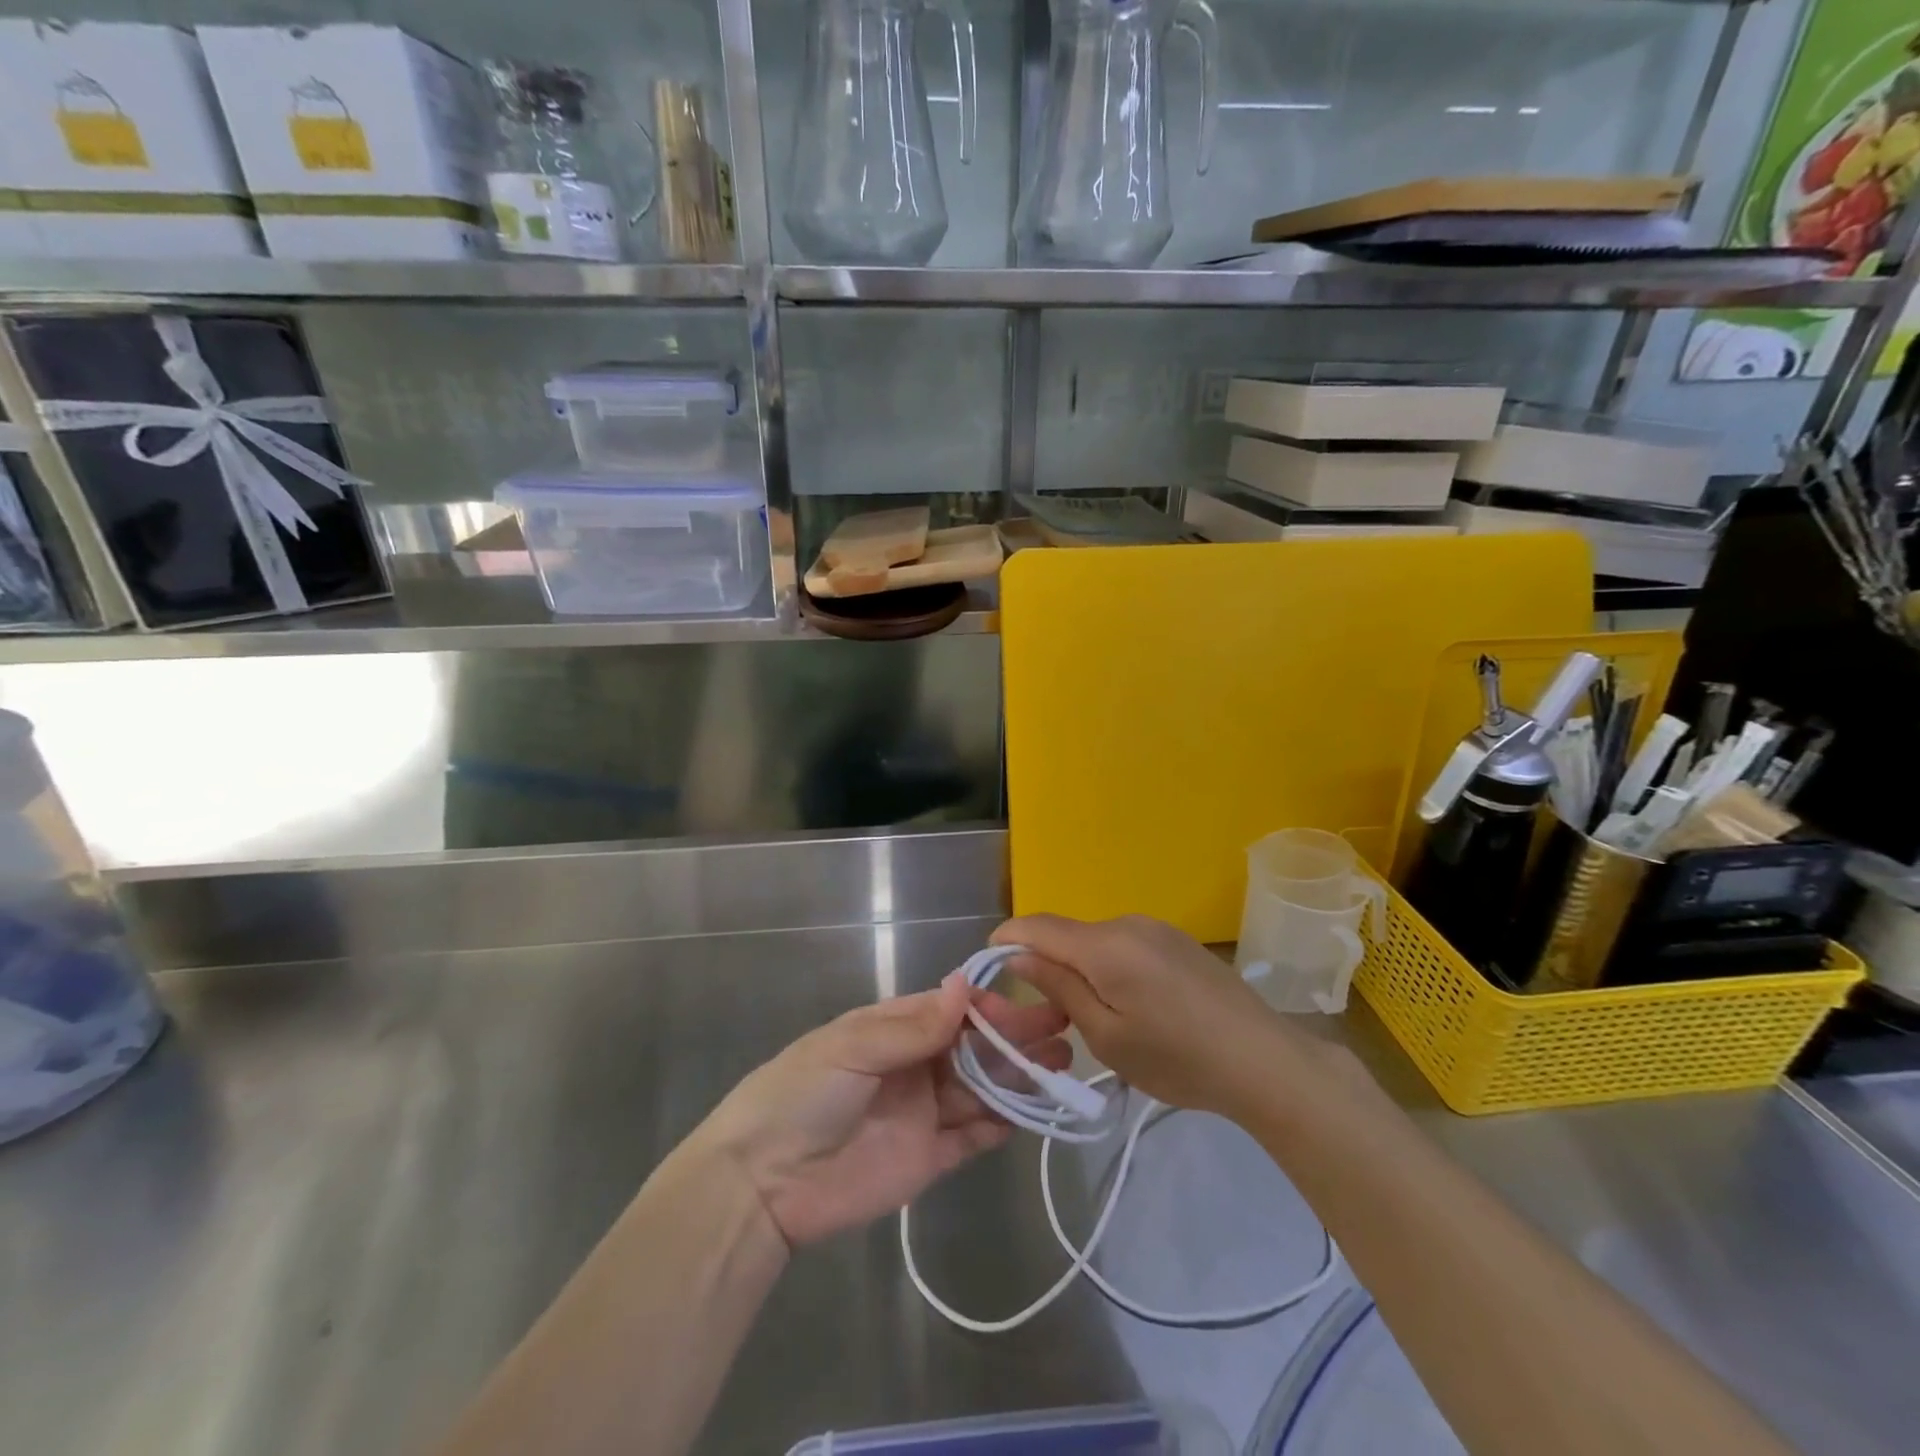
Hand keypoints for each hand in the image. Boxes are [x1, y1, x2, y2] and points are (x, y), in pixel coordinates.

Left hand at [690, 974, 1069, 1248]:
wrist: (761, 1183)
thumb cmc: (802, 1095)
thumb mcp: (852, 1048)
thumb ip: (913, 1027)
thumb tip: (964, 985)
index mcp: (892, 1030)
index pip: (951, 1010)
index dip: (986, 1008)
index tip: (1019, 1010)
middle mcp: (914, 1065)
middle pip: (974, 1048)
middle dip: (1015, 1039)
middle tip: (1062, 1031)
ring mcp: (923, 1112)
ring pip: (981, 1089)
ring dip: (1018, 1078)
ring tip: (1061, 1067)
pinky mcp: (929, 1160)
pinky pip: (972, 1136)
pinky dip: (1001, 1124)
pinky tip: (1031, 1114)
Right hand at [992, 913, 1306, 1116]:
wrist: (1264, 1060)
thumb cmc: (1177, 1058)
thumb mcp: (1106, 1036)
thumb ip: (1059, 988)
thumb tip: (1018, 955)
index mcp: (1104, 944)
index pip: (1037, 926)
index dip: (1006, 940)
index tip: (991, 968)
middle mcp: (1127, 923)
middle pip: (1067, 934)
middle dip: (1047, 963)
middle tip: (1049, 1015)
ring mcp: (1157, 928)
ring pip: (1096, 941)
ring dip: (1081, 967)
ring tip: (1096, 1018)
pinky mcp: (1177, 940)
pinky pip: (1125, 945)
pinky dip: (1111, 967)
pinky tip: (1135, 1007)